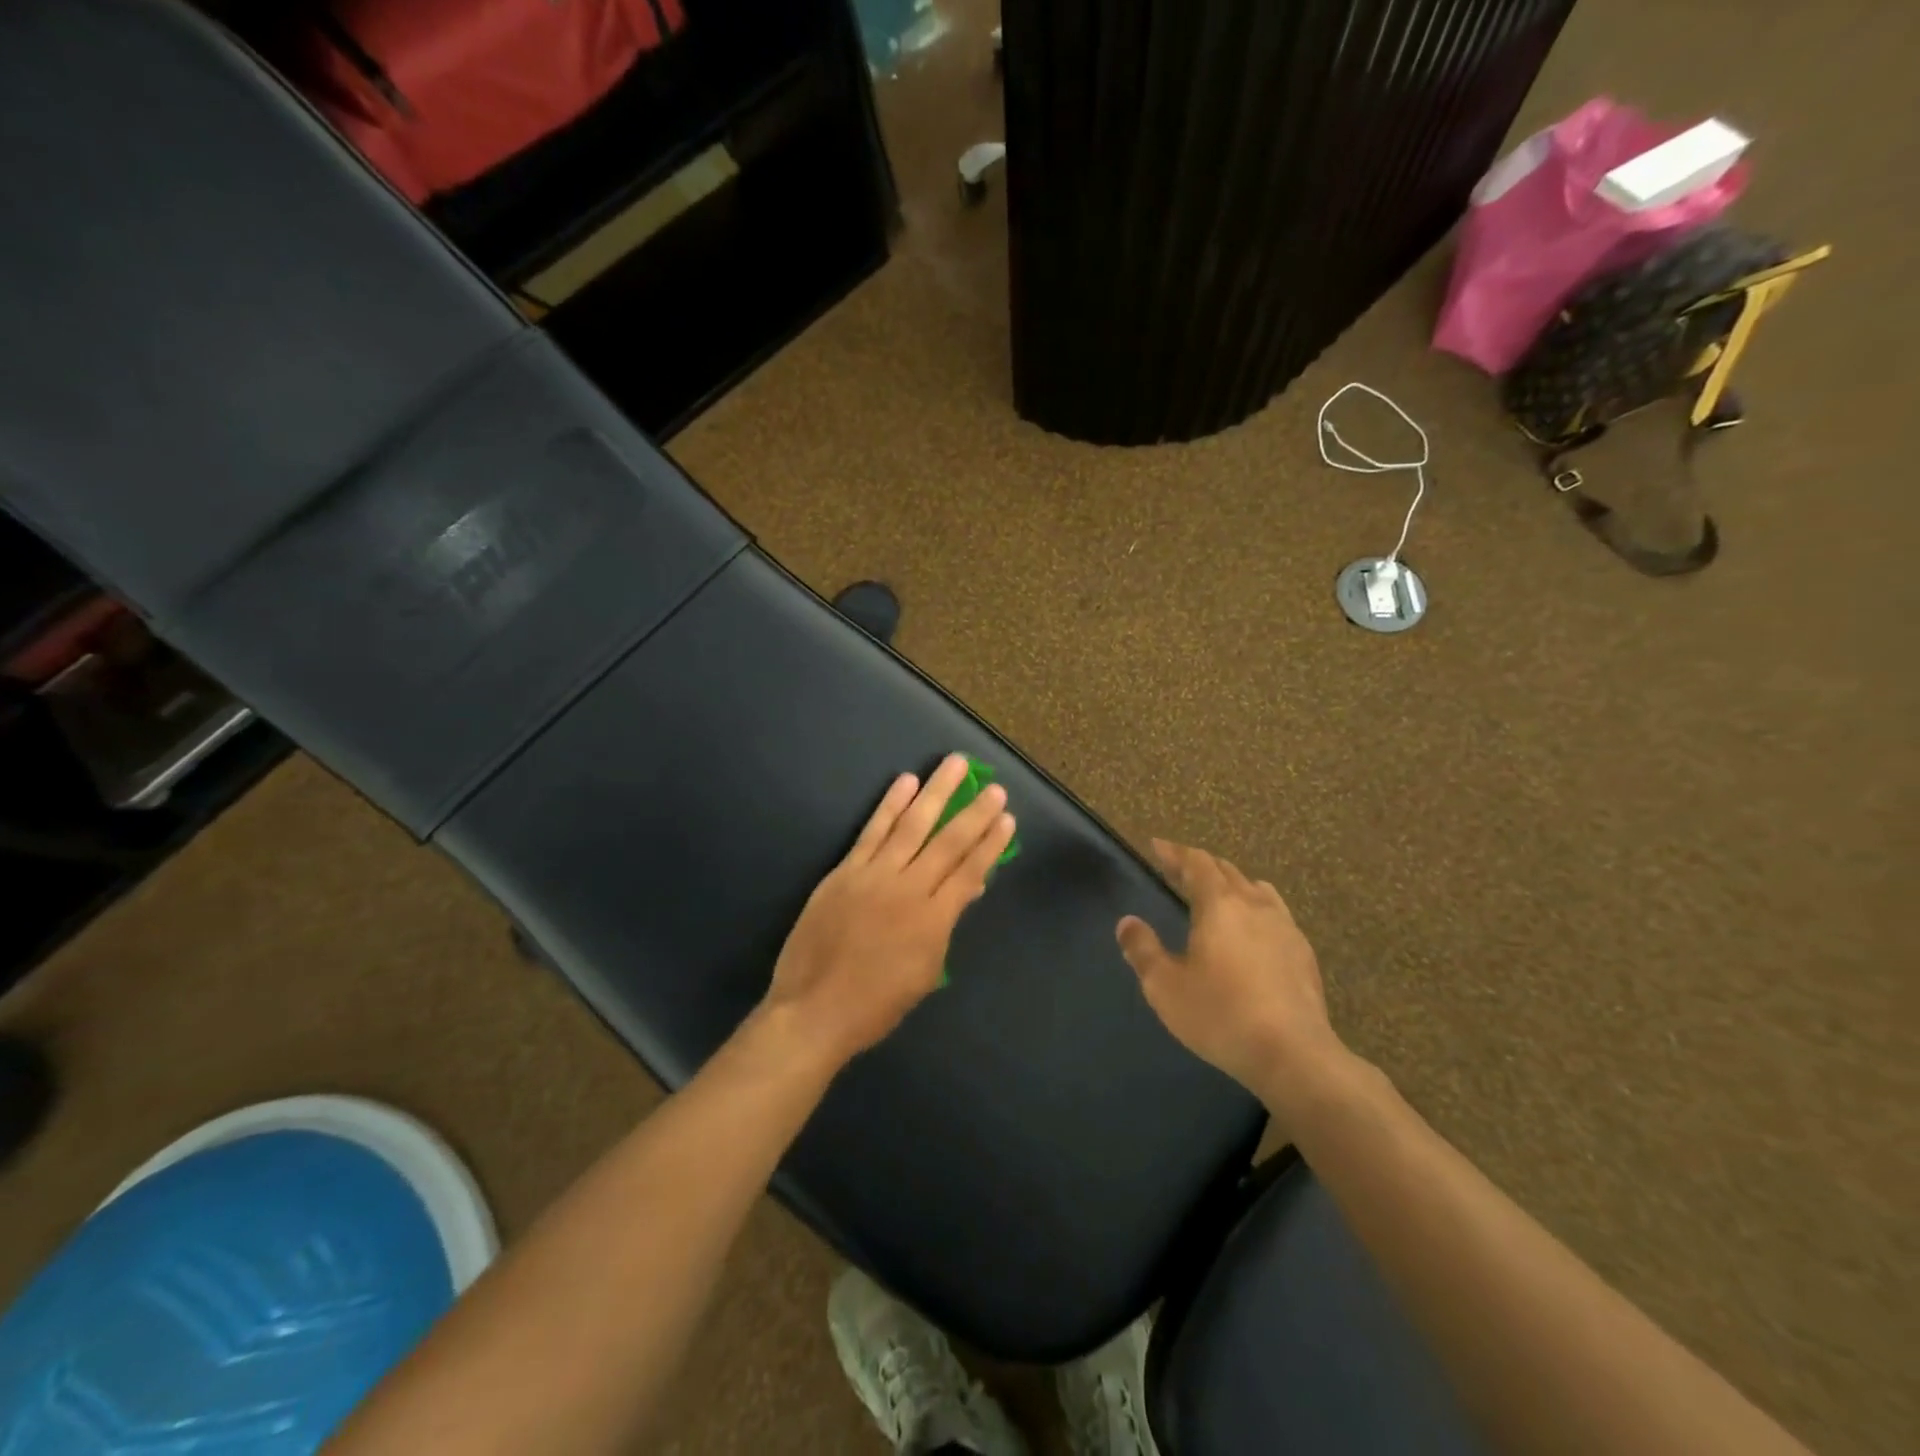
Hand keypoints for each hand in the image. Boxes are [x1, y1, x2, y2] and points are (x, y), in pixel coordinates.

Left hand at [762, 753, 1016, 1070]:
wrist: (814, 1010)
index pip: (969, 871)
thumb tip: (968, 890)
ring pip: (911, 825)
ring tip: (955, 764)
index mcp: (933, 920)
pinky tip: (905, 782)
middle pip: (948, 842)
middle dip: (974, 813)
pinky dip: (890, 805)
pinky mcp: (845, 871)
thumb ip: (946, 926)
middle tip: (994, 787)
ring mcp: (874, 876)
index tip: (1007, 818)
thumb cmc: (876, 1003)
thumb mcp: (925, 972)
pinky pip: (872, 831)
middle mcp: (908, 889)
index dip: (990, 843)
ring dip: (935, 792)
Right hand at [1117, 839, 1349, 1104]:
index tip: (1157, 846)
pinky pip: (1276, 914)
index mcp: (1219, 905)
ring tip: (1219, 893)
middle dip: (1200, 865)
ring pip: (1256, 889)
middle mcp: (1254, 905)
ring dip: (1232, 884)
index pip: (1196, 863)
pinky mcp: (1303, 953)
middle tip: (1178, 869)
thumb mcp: (1166, 987)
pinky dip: (1256, 908)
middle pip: (1226, 871)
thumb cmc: (1221, 1015)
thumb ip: (1143, 950)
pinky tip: (1254, 930)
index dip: (1175, 852)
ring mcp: (1285, 927)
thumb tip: (1127, 922)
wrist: (1294, 1055)